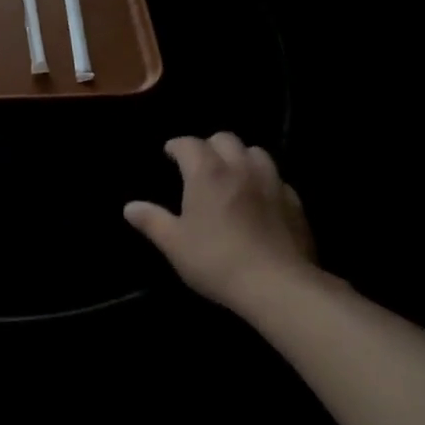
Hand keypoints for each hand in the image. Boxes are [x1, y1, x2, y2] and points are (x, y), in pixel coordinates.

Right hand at [124, 134, 317, 315]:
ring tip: (232, 174)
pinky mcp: (295, 202)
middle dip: (209, 145)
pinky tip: (259, 198)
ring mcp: (272, 182)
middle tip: (199, 164)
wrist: (277, 285)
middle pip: (225, 139)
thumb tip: (130, 207)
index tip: (169, 154)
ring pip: (256, 152)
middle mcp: (240, 168)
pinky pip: (277, 178)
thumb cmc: (217, 261)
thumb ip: (152, 221)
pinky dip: (264, 180)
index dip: (177, 146)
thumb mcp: (175, 244)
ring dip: (240, 157)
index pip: (189, 143)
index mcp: (207, 173)